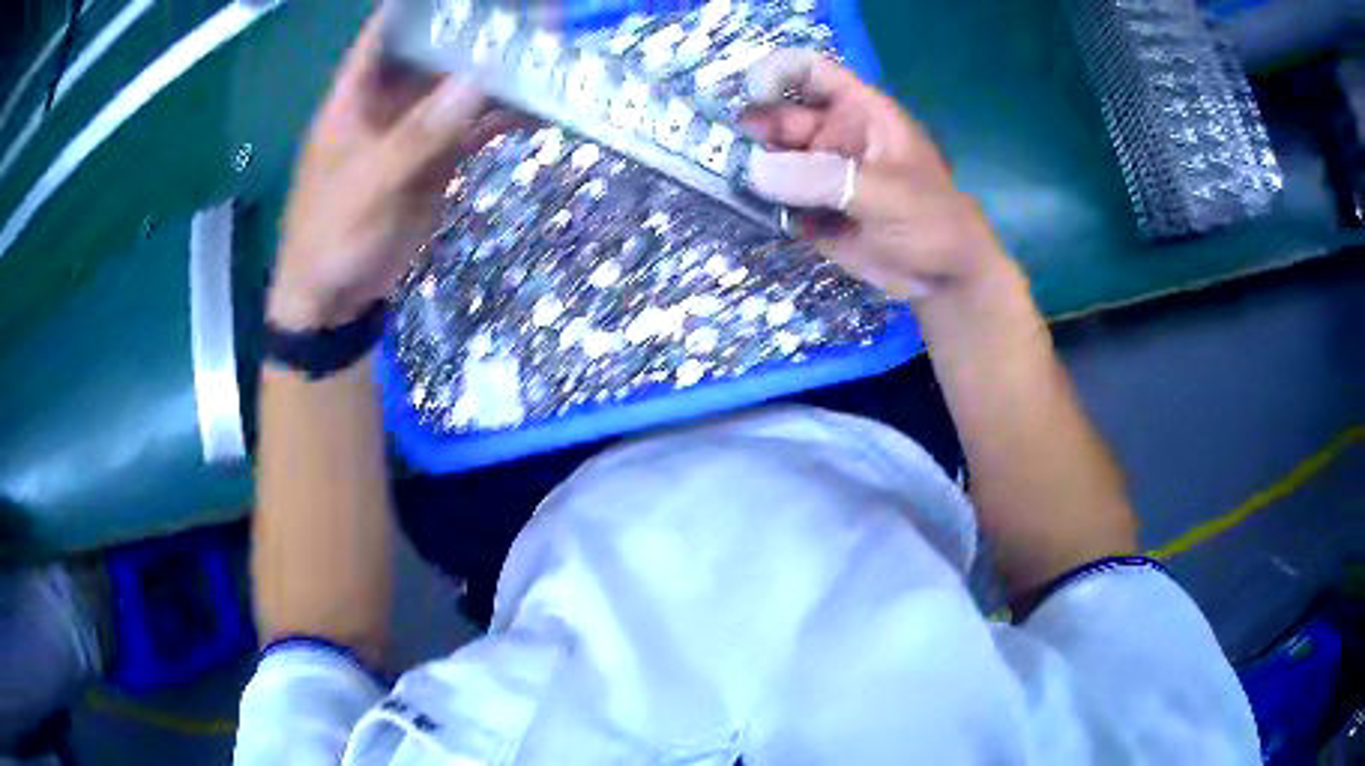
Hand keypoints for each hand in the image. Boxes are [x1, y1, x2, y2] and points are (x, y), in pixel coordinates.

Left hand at [268, 13, 516, 329]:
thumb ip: (420, 134)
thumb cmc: (331, 236)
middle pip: (435, 51)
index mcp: (356, 95)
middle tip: (531, 17)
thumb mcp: (369, 184)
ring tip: (548, 51)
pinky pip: (474, 128)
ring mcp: (415, 130)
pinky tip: (540, 107)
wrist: (334, 300)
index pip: (388, 30)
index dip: (422, 5)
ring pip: (461, 88)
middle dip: (479, 31)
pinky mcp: (436, 160)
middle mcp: (388, 101)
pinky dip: (504, 119)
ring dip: (500, 73)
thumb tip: (477, 78)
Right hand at [742, 50, 1008, 303]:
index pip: (811, 73)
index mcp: (859, 113)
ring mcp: (818, 175)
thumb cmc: (934, 221)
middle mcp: (833, 136)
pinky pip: (772, 201)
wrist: (945, 279)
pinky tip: (744, 211)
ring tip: (724, 184)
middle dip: (751, 131)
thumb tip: (756, 171)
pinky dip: (755, 204)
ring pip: (769, 159)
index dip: (778, 74)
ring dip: (745, 170)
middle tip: (723, 154)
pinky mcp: (809, 211)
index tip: (754, 95)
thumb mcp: (888, 194)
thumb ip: (826, 179)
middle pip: (778, 118)